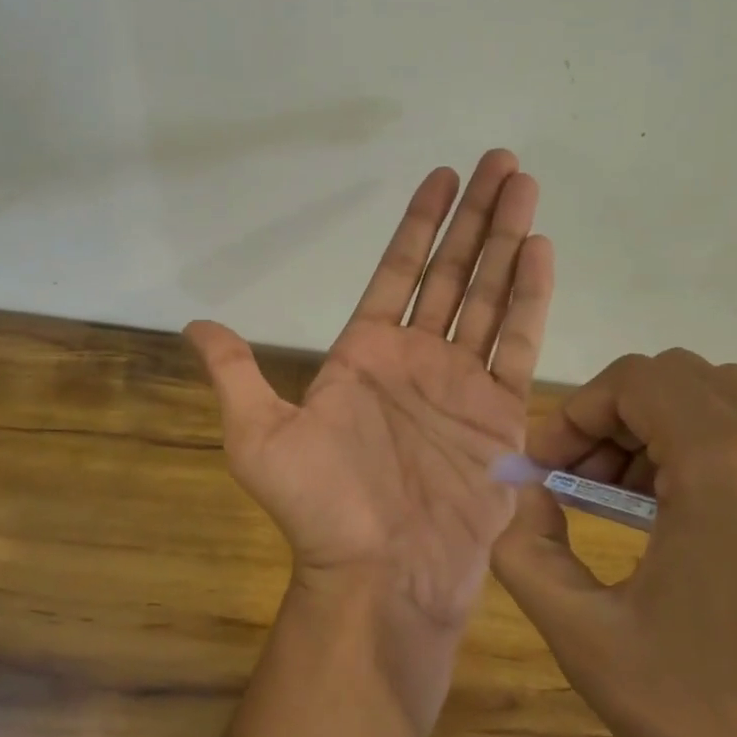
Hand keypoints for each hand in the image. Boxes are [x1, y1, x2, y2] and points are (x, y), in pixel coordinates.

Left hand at [186, 149, 551, 629]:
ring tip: (526, 186)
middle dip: (476, 215)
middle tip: (502, 160)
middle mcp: (417, 358)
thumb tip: (196, 325)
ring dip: (508, 238)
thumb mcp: (258, 437)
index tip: (442, 176)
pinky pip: (518, 341)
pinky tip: (540, 248)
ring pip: (489, 293)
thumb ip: (236, 374)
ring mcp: (462, 382)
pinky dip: (531, 295)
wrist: (380, 575)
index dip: (420, 223)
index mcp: (364, 353)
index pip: (398, 271)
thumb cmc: (320, 508)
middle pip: (452, 270)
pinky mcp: (501, 412)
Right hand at [492, 351, 736, 736]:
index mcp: (730, 464)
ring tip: (621, 503)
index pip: (635, 380)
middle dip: (612, 419)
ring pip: (723, 403)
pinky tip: (684, 523)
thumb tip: (523, 495)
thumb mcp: (587, 639)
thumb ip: (526, 549)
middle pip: (678, 381)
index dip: (575, 415)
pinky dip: (708, 452)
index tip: (545, 473)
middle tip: (574, 485)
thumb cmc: (719, 725)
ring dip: (658, 432)